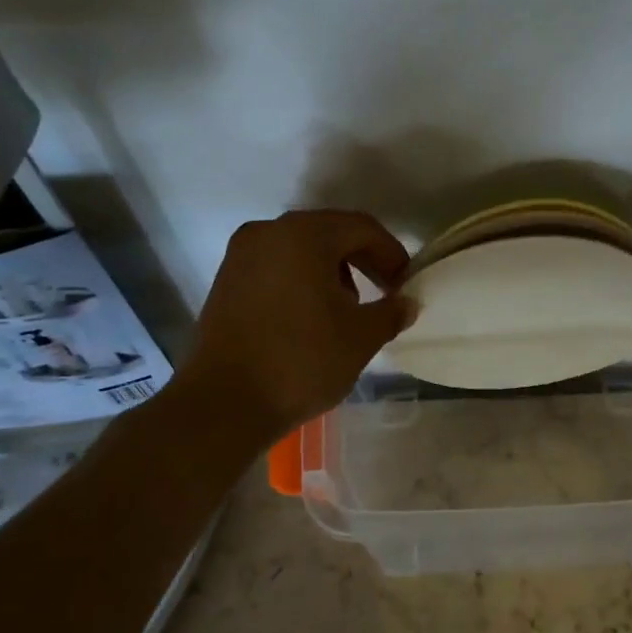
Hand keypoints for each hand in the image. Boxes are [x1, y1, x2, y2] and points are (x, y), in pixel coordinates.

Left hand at [180, 209, 411, 441]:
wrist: (224, 404)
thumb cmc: (301, 361)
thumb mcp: (360, 338)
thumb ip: (390, 312)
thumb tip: (407, 303)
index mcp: (303, 234)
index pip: (361, 228)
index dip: (391, 253)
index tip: (407, 284)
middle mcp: (267, 232)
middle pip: (329, 233)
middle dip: (362, 260)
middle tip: (386, 292)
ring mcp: (240, 256)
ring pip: (300, 249)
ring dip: (332, 271)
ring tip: (349, 308)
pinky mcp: (225, 282)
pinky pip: (276, 267)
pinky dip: (301, 280)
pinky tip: (312, 316)